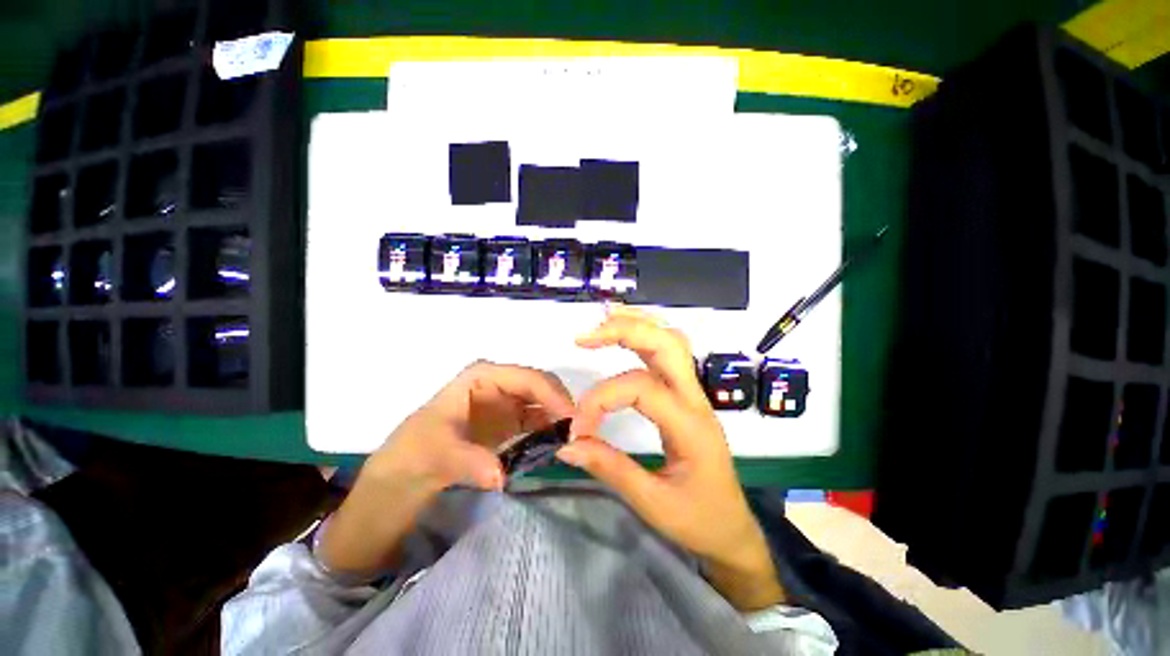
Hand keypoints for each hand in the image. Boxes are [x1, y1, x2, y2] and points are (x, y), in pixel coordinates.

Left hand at [320, 361, 574, 576]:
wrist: (403, 475)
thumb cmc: (414, 453)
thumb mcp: (436, 455)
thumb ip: (469, 462)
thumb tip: (502, 475)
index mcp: (483, 376)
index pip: (528, 379)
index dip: (553, 396)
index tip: (573, 422)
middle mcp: (500, 383)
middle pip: (542, 387)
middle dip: (562, 406)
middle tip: (580, 433)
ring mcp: (507, 402)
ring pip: (545, 403)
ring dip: (561, 419)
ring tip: (577, 441)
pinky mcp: (511, 422)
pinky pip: (539, 421)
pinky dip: (552, 431)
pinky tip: (561, 445)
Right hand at [556, 306, 785, 609]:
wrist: (734, 530)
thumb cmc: (699, 520)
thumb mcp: (653, 503)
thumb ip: (610, 469)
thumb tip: (567, 444)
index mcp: (690, 425)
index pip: (640, 389)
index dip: (601, 400)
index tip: (577, 429)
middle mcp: (695, 399)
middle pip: (667, 344)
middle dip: (626, 331)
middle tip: (586, 337)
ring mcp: (694, 394)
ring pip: (671, 341)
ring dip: (638, 325)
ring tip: (603, 322)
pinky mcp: (687, 396)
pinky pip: (670, 354)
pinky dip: (646, 336)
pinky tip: (626, 334)